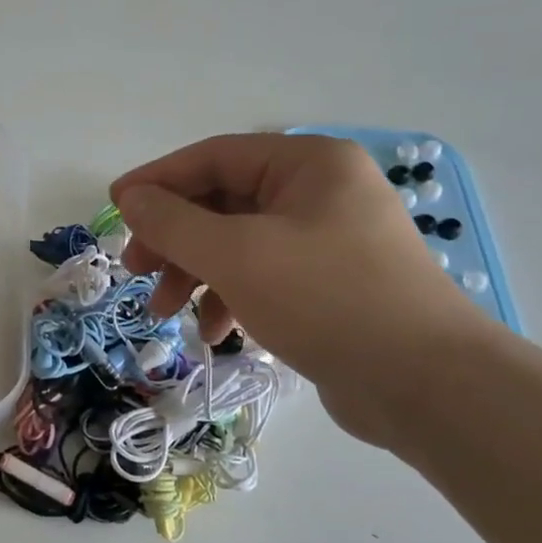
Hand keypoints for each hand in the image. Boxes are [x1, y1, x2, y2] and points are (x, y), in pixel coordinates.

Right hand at [111, 134, 496, 447]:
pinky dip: (231, 299)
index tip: (115, 208)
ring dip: (196, 275)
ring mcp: (328, 240)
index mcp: (309, 164)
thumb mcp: (237, 255)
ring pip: (238, 244)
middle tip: (137, 270)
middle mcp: (320, 192)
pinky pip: (263, 277)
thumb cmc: (326, 299)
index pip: (214, 157)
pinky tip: (214, 332)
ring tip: (166, 314)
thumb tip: (130, 198)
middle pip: (223, 203)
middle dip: (175, 239)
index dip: (158, 181)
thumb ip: (174, 222)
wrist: (426, 386)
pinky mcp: (329, 285)